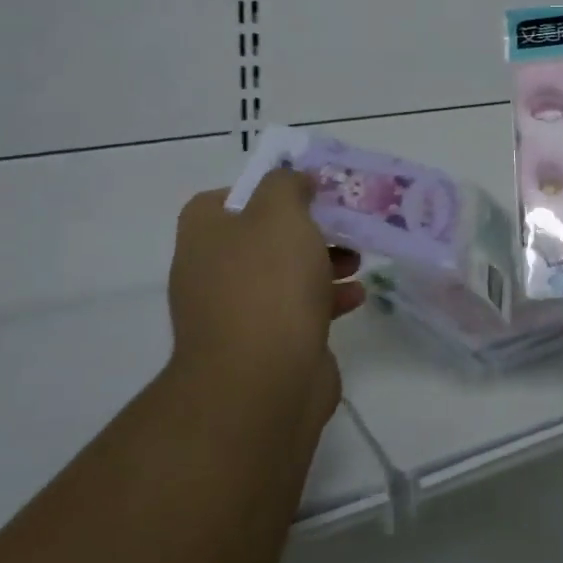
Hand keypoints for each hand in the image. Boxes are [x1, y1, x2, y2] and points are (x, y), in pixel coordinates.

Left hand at [165, 170, 364, 444]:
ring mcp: (235, 311)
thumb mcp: (280, 212)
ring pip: (284, 274)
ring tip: (357, 261)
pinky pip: (297, 310)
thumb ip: (286, 184)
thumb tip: (292, 181)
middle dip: (308, 229)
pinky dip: (326, 299)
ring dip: (323, 263)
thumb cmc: (268, 283)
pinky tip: (356, 297)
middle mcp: (211, 269)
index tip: (308, 190)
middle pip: (265, 235)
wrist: (261, 381)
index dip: (270, 188)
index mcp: (205, 233)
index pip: (231, 196)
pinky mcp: (263, 345)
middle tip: (342, 225)